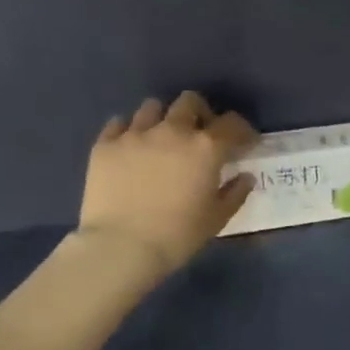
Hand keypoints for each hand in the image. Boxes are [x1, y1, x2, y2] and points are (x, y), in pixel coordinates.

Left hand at [76, 92, 258, 277]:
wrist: (121, 247)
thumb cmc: (177, 235)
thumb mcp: (217, 218)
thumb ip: (235, 193)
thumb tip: (244, 177)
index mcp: (206, 147)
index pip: (232, 124)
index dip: (243, 131)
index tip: (244, 143)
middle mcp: (173, 130)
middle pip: (190, 101)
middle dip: (200, 113)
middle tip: (199, 134)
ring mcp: (136, 134)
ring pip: (152, 107)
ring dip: (162, 119)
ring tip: (161, 139)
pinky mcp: (105, 145)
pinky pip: (118, 124)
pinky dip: (128, 131)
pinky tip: (131, 148)